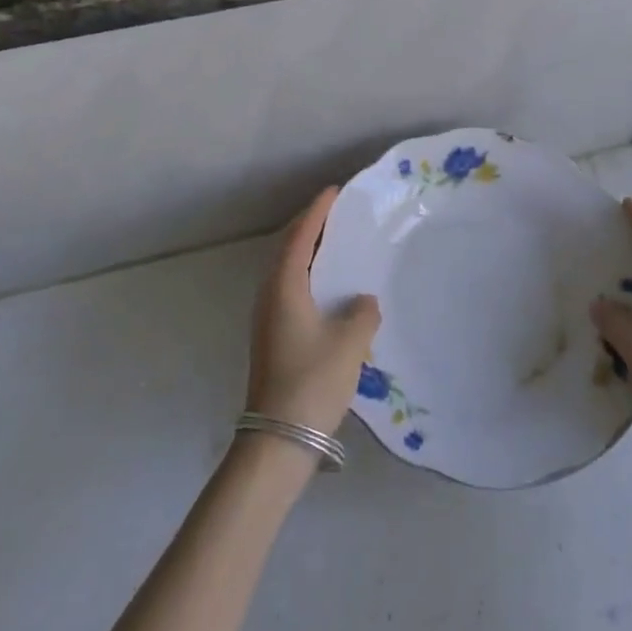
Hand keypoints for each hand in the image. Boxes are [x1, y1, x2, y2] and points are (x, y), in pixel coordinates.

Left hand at [245, 188, 381, 437]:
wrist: (278, 439)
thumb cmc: (312, 381)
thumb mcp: (349, 344)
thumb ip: (363, 313)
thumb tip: (364, 301)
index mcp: (285, 287)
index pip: (300, 237)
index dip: (317, 212)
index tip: (334, 191)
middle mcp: (270, 295)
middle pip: (288, 249)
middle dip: (310, 227)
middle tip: (337, 212)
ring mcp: (267, 317)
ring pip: (287, 270)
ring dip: (307, 251)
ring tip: (335, 242)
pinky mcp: (272, 335)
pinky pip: (290, 288)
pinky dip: (307, 273)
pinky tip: (328, 286)